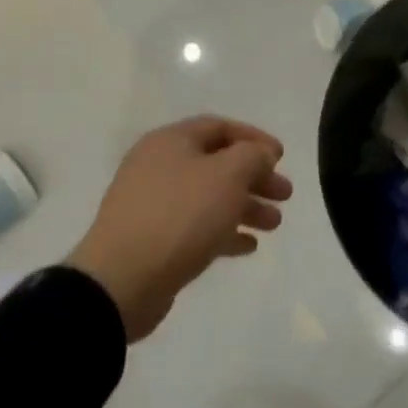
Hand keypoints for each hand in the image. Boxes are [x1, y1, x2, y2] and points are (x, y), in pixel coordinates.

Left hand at [67, 115, 293, 341]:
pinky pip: (196, 227)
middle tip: (285, 194)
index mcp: (170, 142)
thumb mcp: (227, 175)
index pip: (219, 127)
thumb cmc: (180, 215)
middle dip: (255, 177)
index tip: (282, 157)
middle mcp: (158, 167)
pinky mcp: (152, 240)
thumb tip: (260, 154)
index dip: (254, 138)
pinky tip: (248, 246)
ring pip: (209, 197)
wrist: (122, 281)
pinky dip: (224, 232)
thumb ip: (252, 156)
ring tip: (274, 225)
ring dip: (245, 207)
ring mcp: (152, 205)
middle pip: (217, 163)